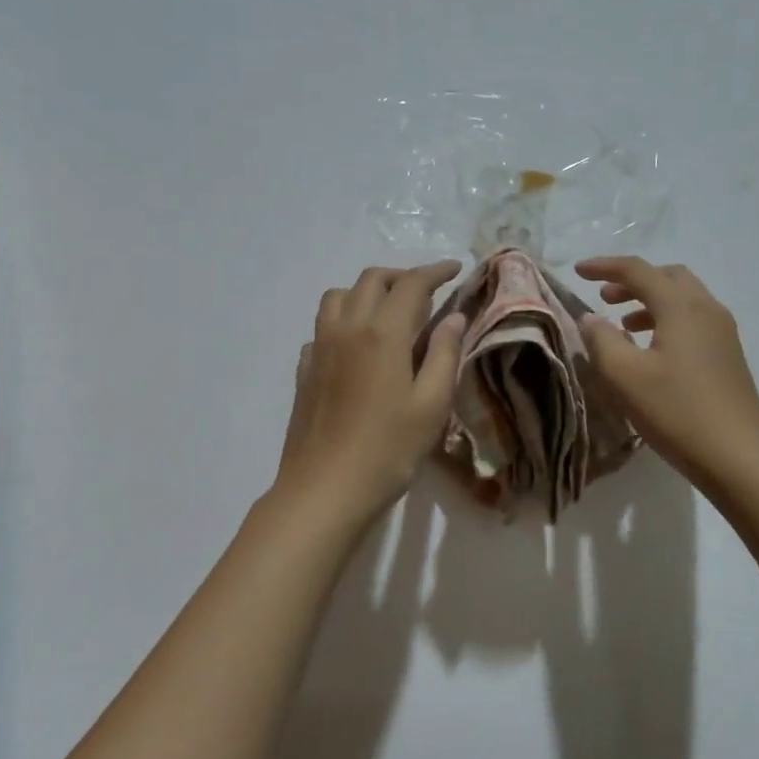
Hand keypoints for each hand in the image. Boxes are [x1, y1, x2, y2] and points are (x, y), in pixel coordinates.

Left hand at [274, 261, 467, 528]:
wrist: (324, 490)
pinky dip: (343, 321)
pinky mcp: (304, 369)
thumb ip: (444, 354)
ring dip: (366, 292)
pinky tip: (357, 347)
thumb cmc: (388, 450)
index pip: (411, 283)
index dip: (435, 271)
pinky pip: (322, 327)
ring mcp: (319, 347)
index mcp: (383, 332)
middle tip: (426, 293)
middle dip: (401, 276)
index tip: (454, 269)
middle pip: (371, 280)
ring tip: (389, 314)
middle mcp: (347, 328)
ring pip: (339, 296)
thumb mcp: (432, 405)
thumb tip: (454, 317)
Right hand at [574, 257, 758, 488]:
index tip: (578, 271)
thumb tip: (591, 317)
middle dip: (633, 281)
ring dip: (650, 301)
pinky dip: (667, 319)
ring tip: (623, 324)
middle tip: (604, 297)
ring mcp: (723, 332)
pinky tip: (652, 349)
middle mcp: (707, 309)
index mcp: (681, 306)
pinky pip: (694, 319)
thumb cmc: (677, 412)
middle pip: (667, 276)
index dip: (605, 266)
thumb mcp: (625, 377)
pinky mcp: (729, 354)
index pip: (638, 270)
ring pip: (683, 298)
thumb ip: (602, 340)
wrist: (739, 457)